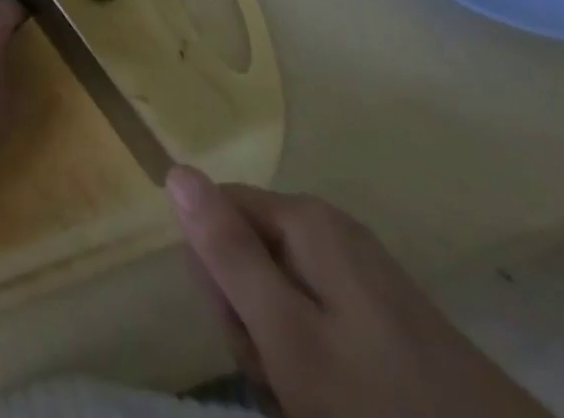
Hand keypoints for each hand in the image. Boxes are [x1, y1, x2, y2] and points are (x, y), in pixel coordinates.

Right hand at [167, 169, 551, 417]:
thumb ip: (227, 252)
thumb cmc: (385, 409)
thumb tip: (175, 170)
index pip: (215, 213)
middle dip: (250, 318)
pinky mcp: (387, 320)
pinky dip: (314, 364)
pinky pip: (319, 321)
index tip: (246, 336)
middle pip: (248, 252)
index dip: (216, 275)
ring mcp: (363, 276)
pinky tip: (332, 403)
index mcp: (305, 221)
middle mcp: (331, 232)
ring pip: (280, 294)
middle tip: (282, 379)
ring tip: (310, 402)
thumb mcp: (288, 336)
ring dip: (280, 350)